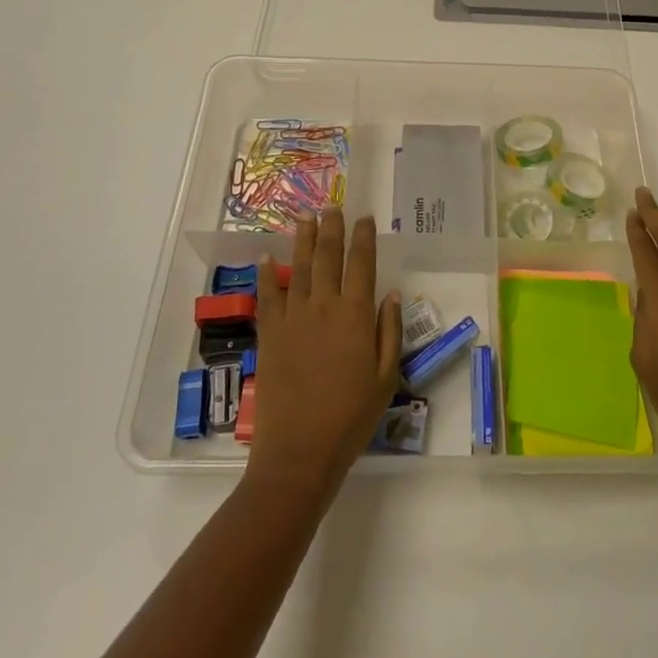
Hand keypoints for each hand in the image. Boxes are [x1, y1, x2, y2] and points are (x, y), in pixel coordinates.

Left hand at [248, 208, 402, 498]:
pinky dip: (267, 274)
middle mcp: (324, 306)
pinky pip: (268, 296)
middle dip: (331, 228)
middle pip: (328, 256)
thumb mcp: (386, 378)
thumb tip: (391, 293)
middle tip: (332, 206)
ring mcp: (293, 318)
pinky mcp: (270, 334)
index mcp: (356, 315)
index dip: (364, 237)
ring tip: (305, 216)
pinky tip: (266, 257)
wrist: (299, 451)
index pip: (362, 264)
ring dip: (303, 239)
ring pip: (299, 267)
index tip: (365, 218)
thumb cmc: (351, 418)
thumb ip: (389, 332)